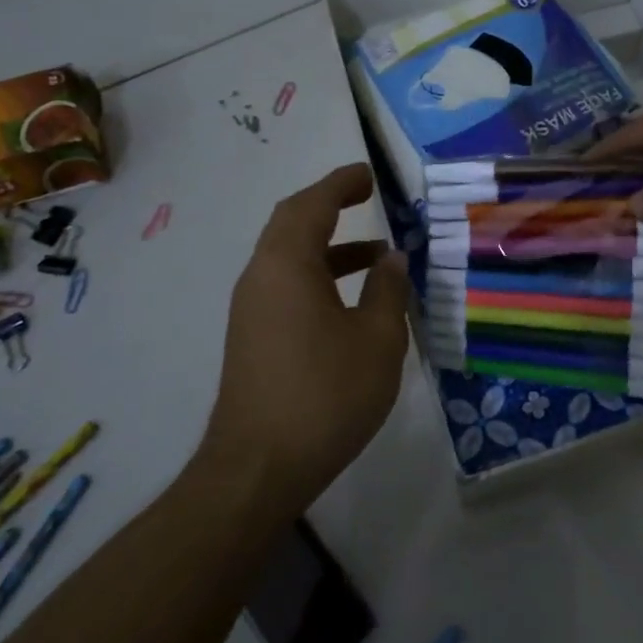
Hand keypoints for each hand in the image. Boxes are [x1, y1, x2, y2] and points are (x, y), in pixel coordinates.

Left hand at [203, 164, 409, 519]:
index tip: (367, 173)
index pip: (312, 205)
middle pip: (292, 224)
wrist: (257, 469)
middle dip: (330, 206)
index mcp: (287, 265)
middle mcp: (260, 277)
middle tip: (366, 196)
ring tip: (376, 255)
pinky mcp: (252, 338)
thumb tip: (392, 259)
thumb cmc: (325, 395)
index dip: (340, 183)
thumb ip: (388, 291)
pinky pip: (285, 285)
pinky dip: (318, 276)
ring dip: (329, 246)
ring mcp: (251, 309)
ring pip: (289, 258)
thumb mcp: (377, 340)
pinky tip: (352, 302)